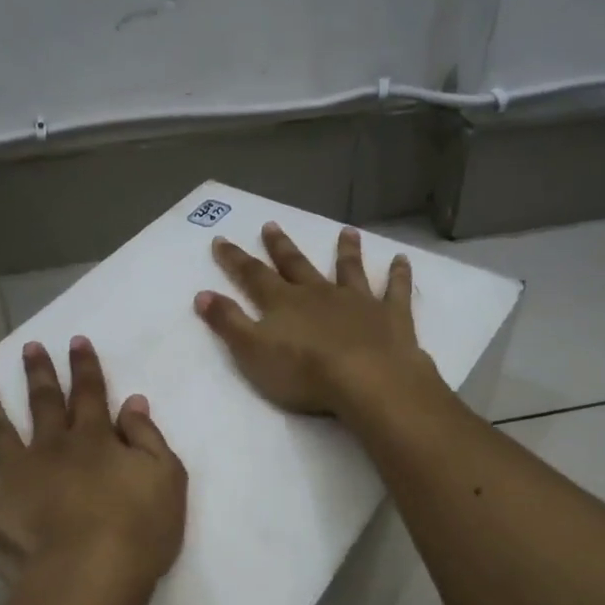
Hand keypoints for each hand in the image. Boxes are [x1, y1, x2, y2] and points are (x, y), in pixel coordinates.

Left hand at [0, 336, 186, 583]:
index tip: (75, 341)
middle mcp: (50, 449)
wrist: (93, 573)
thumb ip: (147, 436)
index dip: (84, 366)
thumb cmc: (139, 528)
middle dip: (38, 373)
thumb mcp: (165, 476)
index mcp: (92, 440)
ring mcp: (14, 479)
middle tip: (29, 347)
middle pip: (43, 403)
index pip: (89, 393)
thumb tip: (131, 402)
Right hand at [195, 223, 443, 417]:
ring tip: (347, 231)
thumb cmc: (304, 372)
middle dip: (282, 246)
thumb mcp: (252, 351)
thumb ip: (228, 322)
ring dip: (346, 250)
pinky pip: (395, 290)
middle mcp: (319, 293)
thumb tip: (202, 294)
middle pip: (297, 265)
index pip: (253, 276)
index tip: (222, 239)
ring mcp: (357, 301)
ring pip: (349, 270)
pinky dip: (399, 274)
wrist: (367, 380)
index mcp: (284, 303)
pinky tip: (402, 259)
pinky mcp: (391, 315)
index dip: (235, 259)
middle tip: (272, 224)